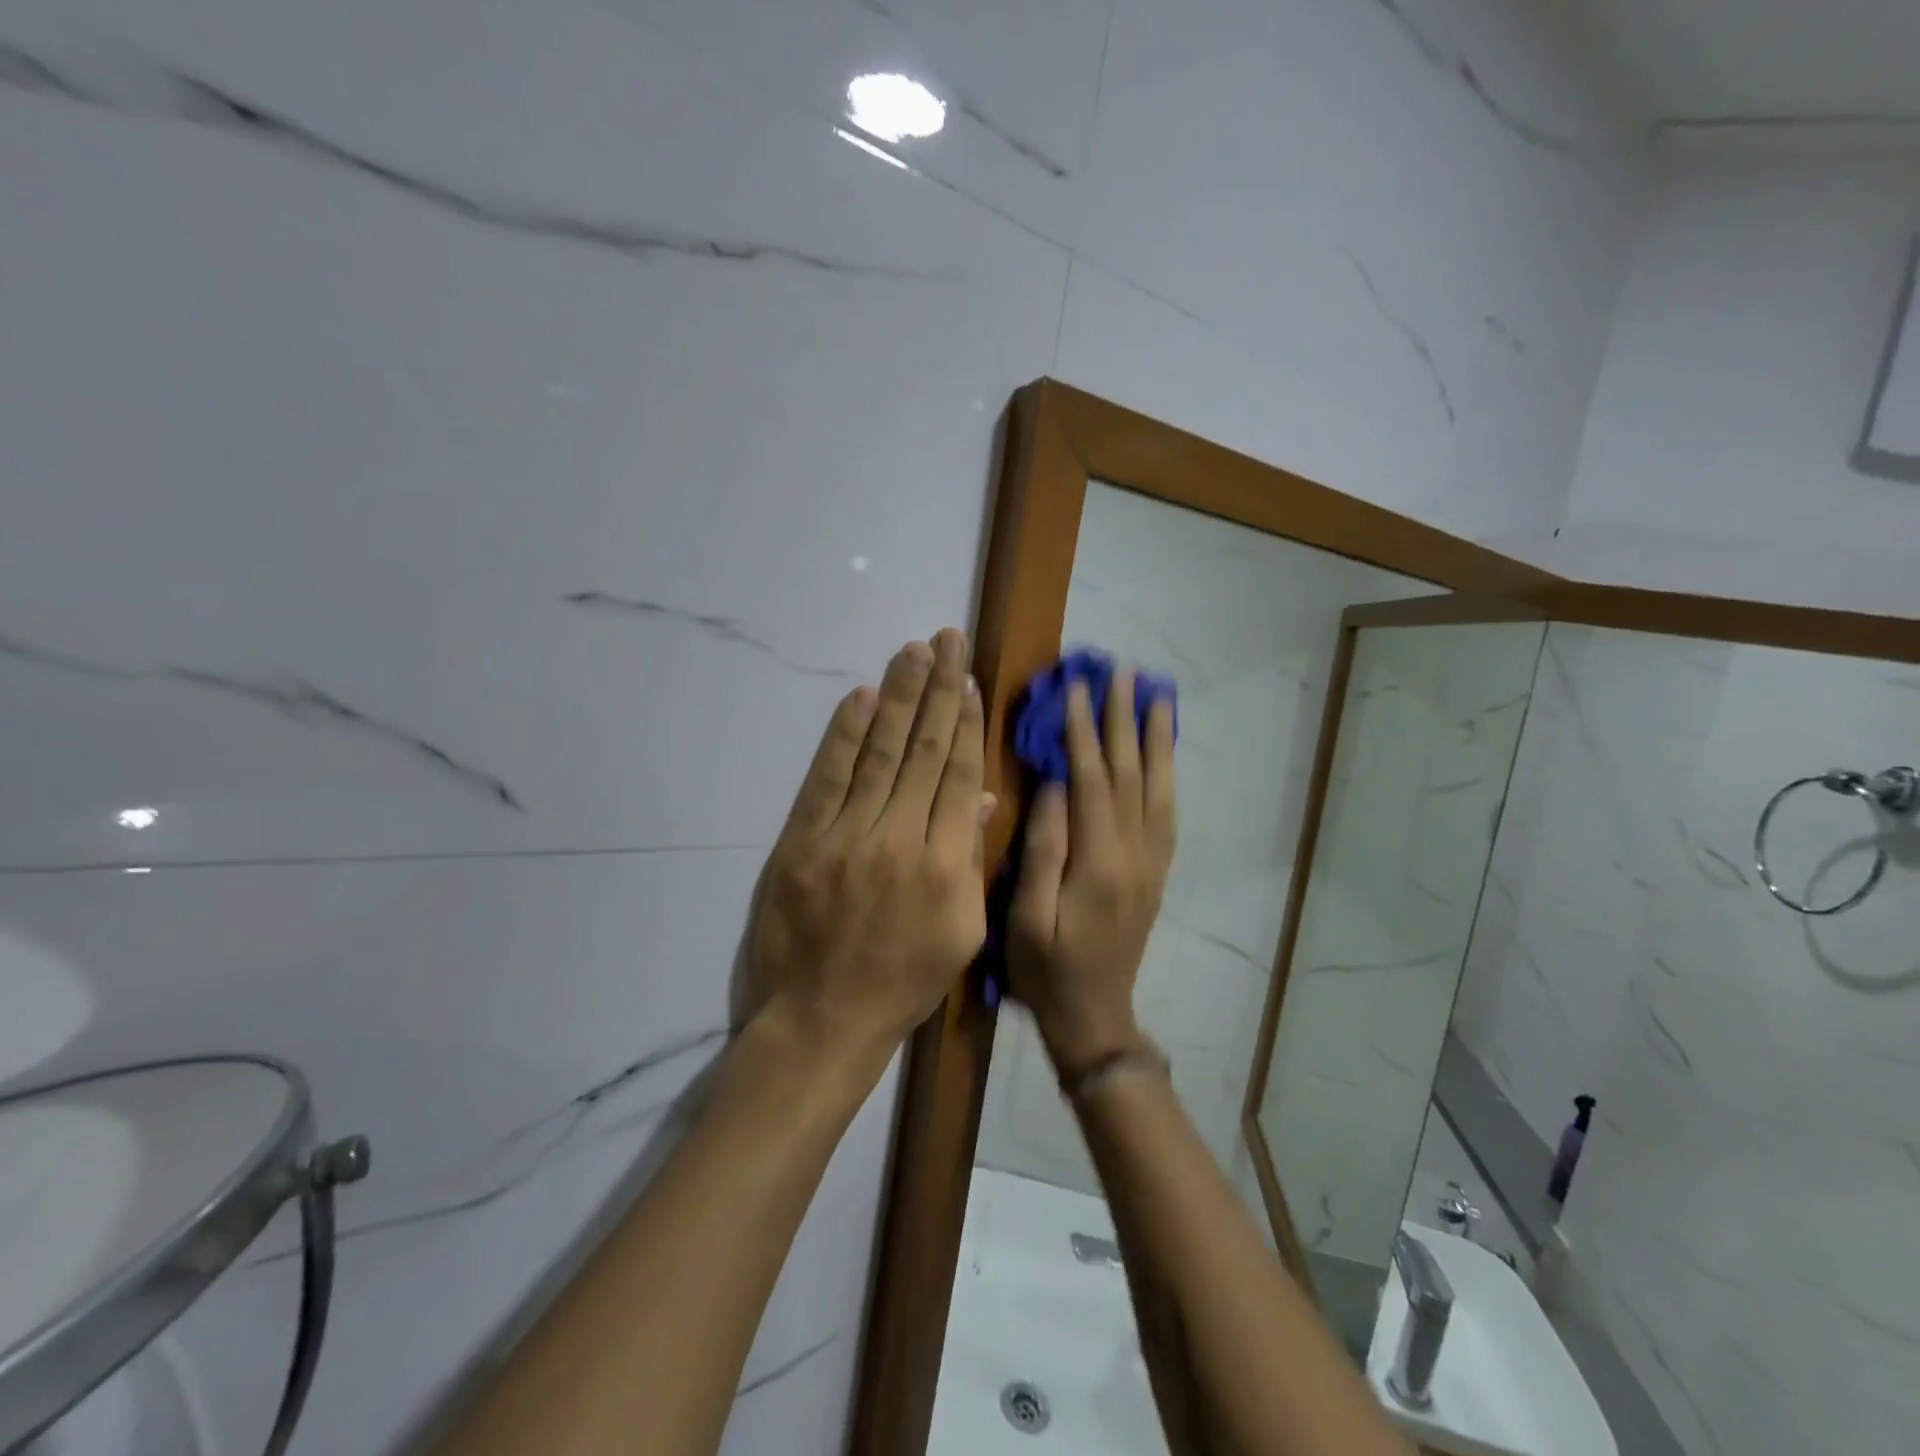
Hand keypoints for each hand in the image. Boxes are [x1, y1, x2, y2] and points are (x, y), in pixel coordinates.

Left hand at [746, 629, 988, 1067]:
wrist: (821, 1020)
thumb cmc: (902, 982)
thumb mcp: (961, 933)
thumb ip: (971, 860)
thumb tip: (979, 797)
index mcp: (946, 865)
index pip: (958, 775)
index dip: (964, 721)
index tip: (968, 678)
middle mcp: (899, 839)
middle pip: (921, 751)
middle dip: (936, 689)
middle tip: (945, 638)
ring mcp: (845, 836)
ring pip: (878, 753)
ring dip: (897, 698)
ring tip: (912, 652)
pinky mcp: (801, 841)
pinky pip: (826, 778)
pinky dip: (843, 736)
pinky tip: (860, 698)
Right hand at [1008, 669, 1176, 1078]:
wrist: (1094, 1016)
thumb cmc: (1046, 971)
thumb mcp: (1025, 918)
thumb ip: (1043, 851)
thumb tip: (1054, 786)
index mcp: (1099, 863)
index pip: (1091, 780)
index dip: (1084, 731)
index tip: (1077, 688)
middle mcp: (1135, 854)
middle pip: (1130, 773)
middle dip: (1124, 719)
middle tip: (1123, 673)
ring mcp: (1152, 863)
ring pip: (1158, 787)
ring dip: (1156, 739)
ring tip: (1157, 696)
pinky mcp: (1157, 872)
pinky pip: (1168, 813)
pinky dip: (1167, 774)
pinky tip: (1164, 753)